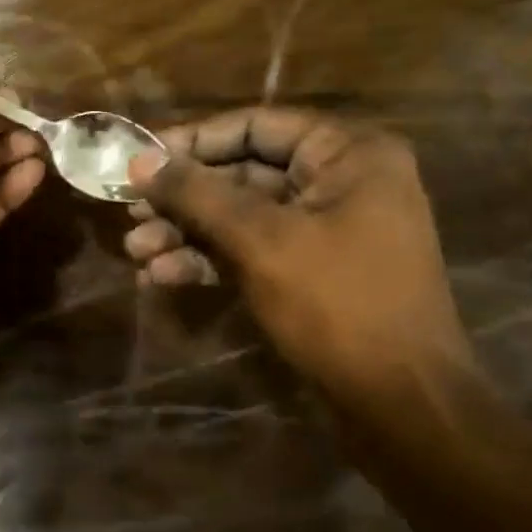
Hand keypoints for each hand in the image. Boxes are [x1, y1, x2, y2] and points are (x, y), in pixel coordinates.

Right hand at [125, 108, 471, 406]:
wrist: (402, 406)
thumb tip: (139, 161)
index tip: (139, 159)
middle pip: (242, 172)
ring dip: (186, 233)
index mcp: (348, 154)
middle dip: (183, 198)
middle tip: (129, 211)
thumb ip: (197, 194)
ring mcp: (325, 229)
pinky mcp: (310, 270)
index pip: (255, 125)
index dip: (192, 141)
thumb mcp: (260, 240)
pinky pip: (250, 250)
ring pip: (240, 216)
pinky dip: (207, 260)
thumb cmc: (338, 305)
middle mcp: (339, 181)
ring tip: (136, 253)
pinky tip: (161, 277)